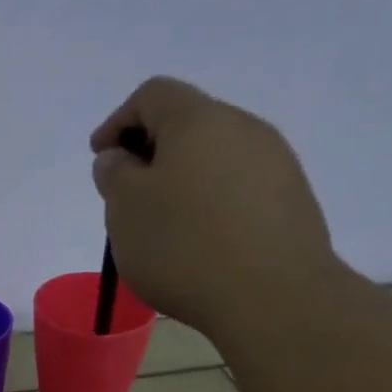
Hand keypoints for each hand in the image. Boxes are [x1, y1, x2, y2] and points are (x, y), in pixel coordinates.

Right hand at [89, 76, 339, 336]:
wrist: (274, 296)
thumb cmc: (184, 247)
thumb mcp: (125, 209)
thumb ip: (115, 174)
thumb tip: (121, 157)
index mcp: (198, 120)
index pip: (152, 95)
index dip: (117, 121)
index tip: (100, 160)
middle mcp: (243, 127)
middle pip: (187, 123)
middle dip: (150, 152)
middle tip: (127, 195)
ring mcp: (275, 162)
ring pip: (214, 156)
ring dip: (182, 179)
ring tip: (163, 224)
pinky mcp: (292, 198)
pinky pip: (238, 187)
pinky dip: (210, 202)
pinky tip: (200, 241)